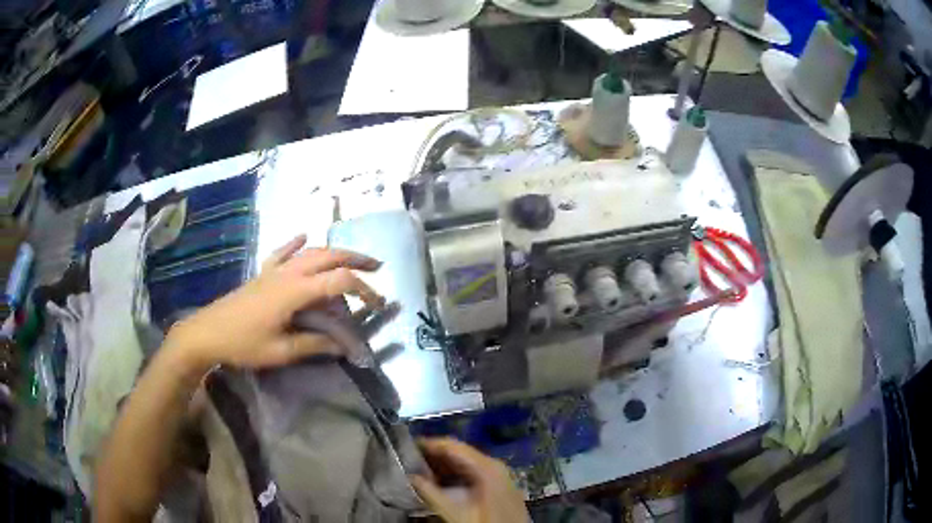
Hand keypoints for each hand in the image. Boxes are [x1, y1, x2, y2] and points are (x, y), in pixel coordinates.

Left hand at [164, 234, 383, 372]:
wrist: (208, 332)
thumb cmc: (243, 343)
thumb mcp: (281, 351)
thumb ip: (313, 344)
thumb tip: (343, 346)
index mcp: (295, 291)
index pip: (339, 281)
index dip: (364, 290)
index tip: (378, 305)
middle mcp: (288, 273)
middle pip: (328, 256)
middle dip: (356, 259)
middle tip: (377, 267)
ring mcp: (274, 270)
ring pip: (310, 252)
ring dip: (334, 252)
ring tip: (352, 258)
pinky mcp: (263, 273)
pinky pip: (282, 252)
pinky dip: (295, 243)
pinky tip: (303, 235)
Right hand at [411, 438, 528, 522]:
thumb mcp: (455, 512)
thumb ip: (431, 494)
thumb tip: (411, 478)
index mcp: (487, 467)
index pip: (453, 446)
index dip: (430, 444)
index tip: (409, 444)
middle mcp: (495, 466)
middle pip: (460, 453)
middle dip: (434, 456)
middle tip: (409, 459)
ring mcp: (499, 475)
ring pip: (465, 463)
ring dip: (443, 466)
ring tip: (419, 471)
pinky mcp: (498, 486)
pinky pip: (473, 472)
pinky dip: (454, 475)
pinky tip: (439, 483)